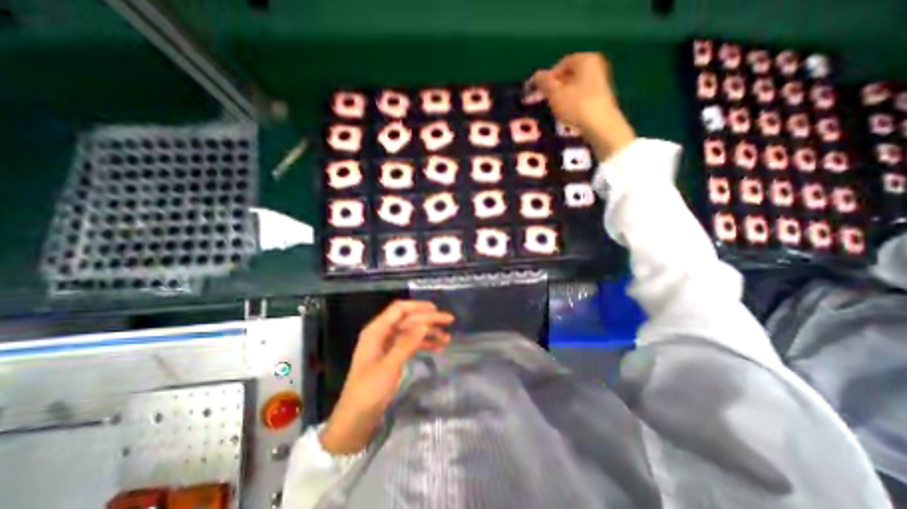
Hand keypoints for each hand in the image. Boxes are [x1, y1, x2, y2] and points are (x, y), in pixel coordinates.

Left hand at [323, 302, 457, 452]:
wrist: (356, 419)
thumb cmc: (368, 391)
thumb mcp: (388, 367)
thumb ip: (406, 343)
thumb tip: (425, 324)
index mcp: (376, 331)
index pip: (399, 310)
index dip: (418, 306)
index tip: (436, 309)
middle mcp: (382, 333)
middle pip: (408, 319)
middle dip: (428, 319)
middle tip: (449, 321)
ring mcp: (388, 344)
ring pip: (411, 331)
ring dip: (429, 333)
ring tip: (447, 338)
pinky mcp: (392, 355)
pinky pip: (411, 344)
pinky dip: (424, 344)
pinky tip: (438, 347)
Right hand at [530, 52, 632, 158]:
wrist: (601, 125)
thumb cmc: (576, 106)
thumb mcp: (555, 94)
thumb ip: (543, 82)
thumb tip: (535, 75)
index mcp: (585, 59)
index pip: (560, 64)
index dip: (547, 78)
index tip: (539, 93)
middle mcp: (595, 65)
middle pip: (568, 74)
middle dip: (554, 87)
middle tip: (544, 101)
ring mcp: (600, 80)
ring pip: (574, 86)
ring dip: (561, 96)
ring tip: (555, 109)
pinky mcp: (601, 96)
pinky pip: (581, 94)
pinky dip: (572, 101)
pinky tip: (567, 113)